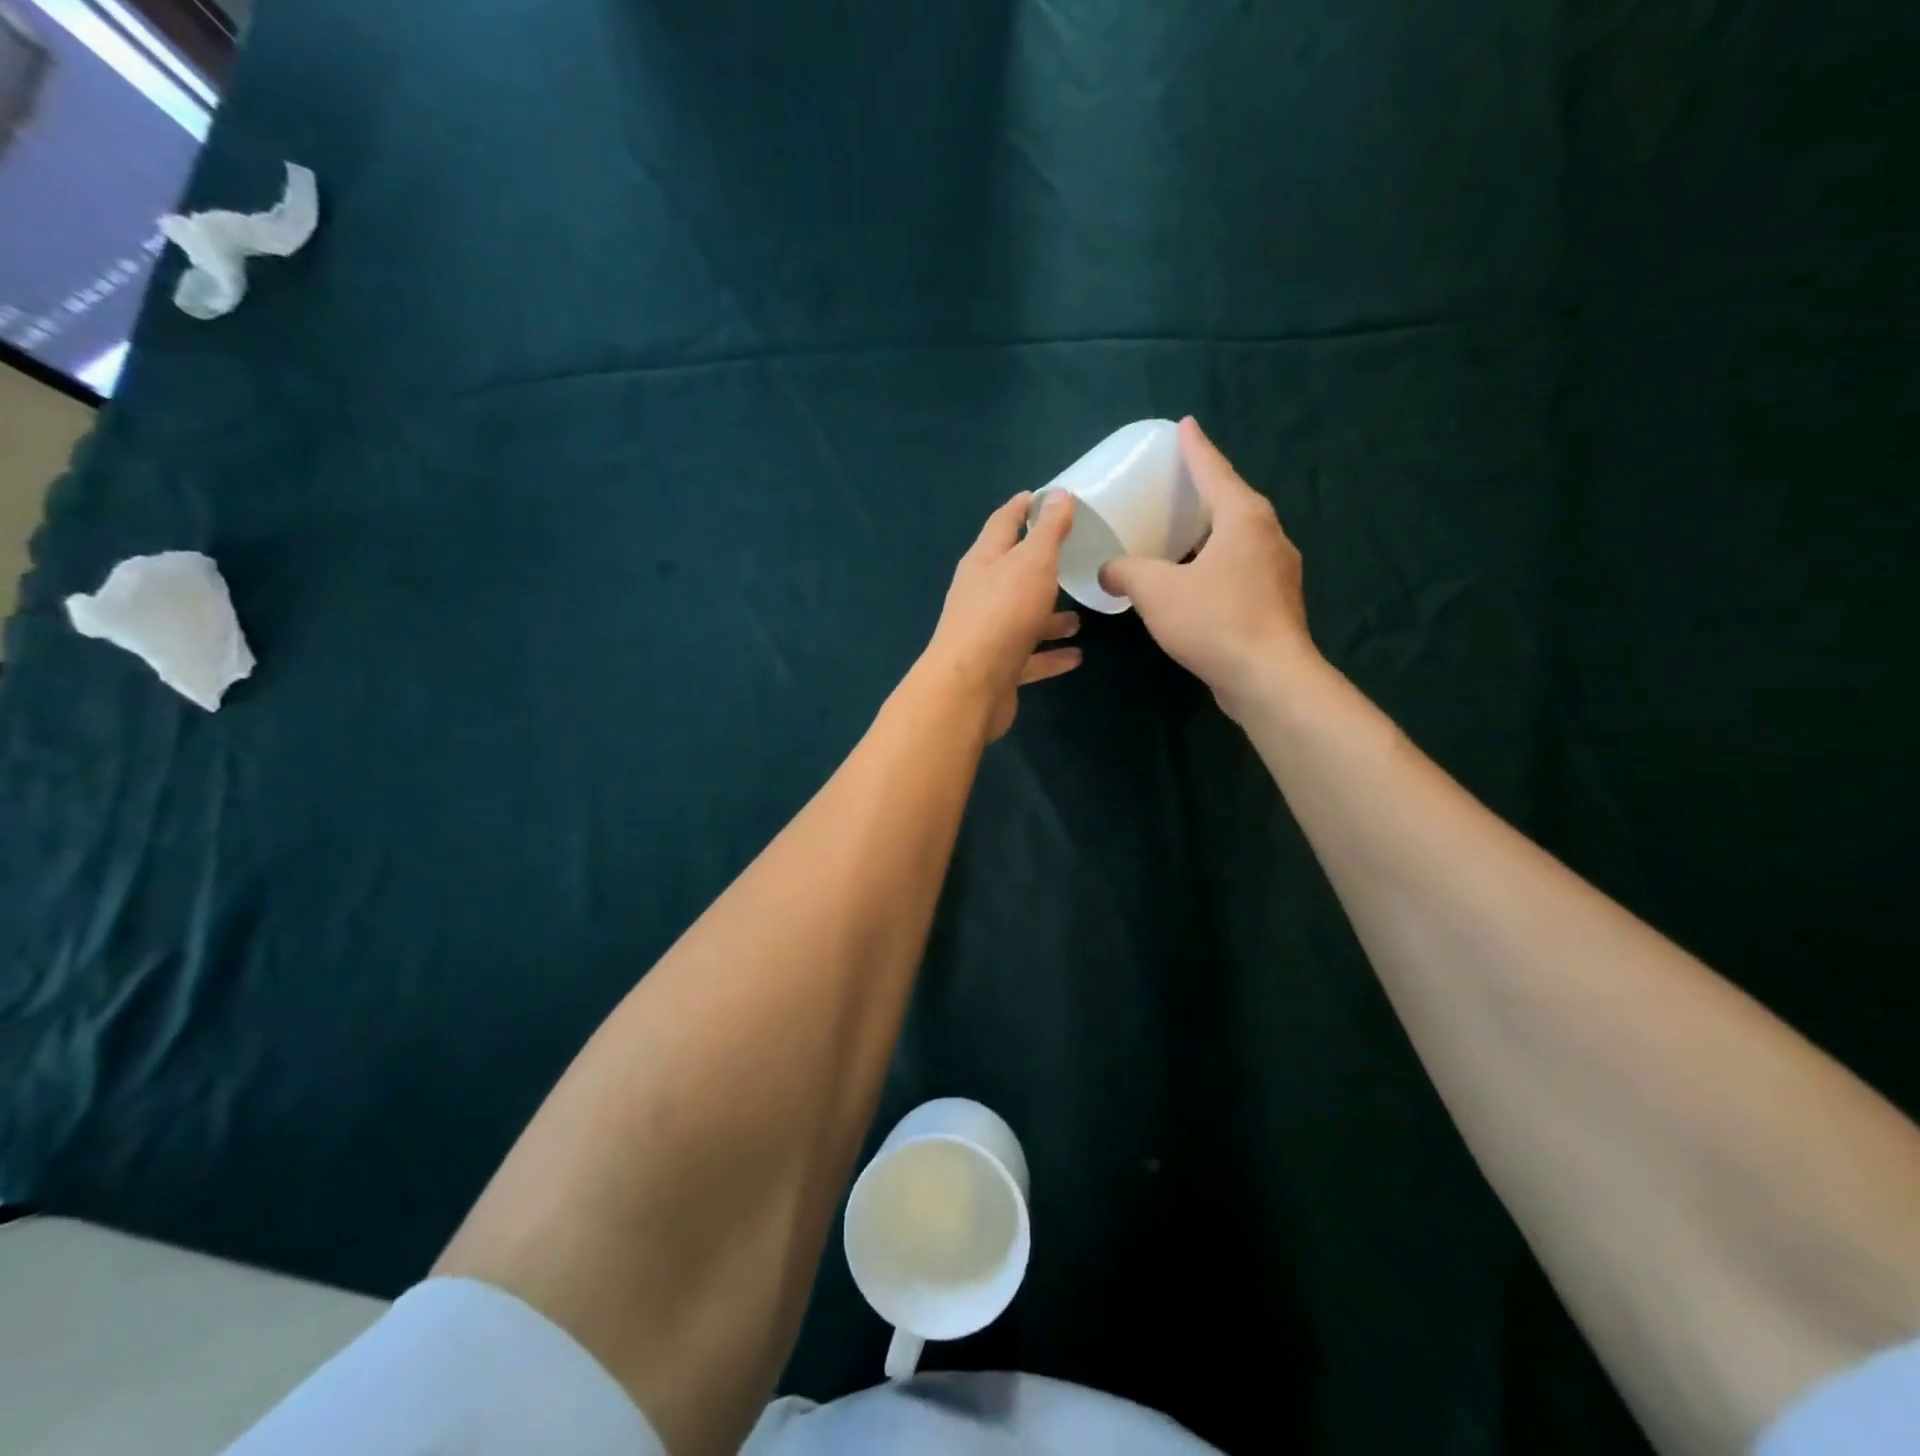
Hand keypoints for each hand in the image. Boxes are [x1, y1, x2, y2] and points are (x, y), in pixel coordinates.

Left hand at [924, 491, 1082, 740]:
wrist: (971, 686)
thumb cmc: (1002, 613)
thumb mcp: (1032, 562)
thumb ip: (1048, 530)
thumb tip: (1059, 493)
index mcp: (984, 562)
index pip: (1003, 523)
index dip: (1023, 507)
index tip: (1044, 496)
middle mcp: (981, 595)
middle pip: (1012, 574)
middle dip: (1041, 567)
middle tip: (1072, 559)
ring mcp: (988, 634)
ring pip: (1023, 618)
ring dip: (1050, 617)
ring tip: (1080, 618)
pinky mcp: (998, 669)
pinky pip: (1030, 657)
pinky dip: (1051, 655)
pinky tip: (1076, 656)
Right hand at [1099, 417, 1317, 718]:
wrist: (1267, 678)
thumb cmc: (1213, 620)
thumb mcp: (1155, 590)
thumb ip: (1126, 572)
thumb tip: (1107, 570)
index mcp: (1244, 517)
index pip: (1214, 470)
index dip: (1195, 448)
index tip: (1184, 425)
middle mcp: (1268, 536)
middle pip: (1232, 502)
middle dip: (1204, 491)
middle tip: (1175, 484)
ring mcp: (1278, 571)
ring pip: (1238, 540)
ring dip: (1210, 534)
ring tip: (1181, 534)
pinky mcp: (1276, 603)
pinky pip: (1240, 570)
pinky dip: (1215, 565)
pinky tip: (1194, 583)